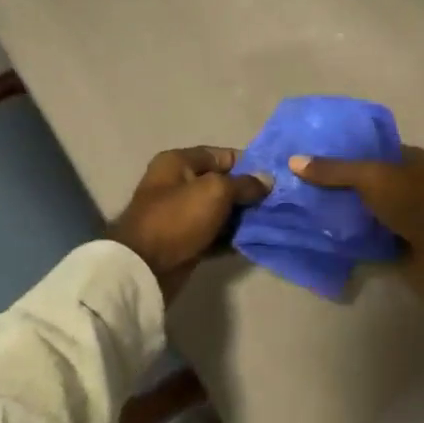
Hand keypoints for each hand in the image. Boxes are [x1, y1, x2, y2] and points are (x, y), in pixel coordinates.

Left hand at [110, 147, 270, 302]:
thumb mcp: (215, 191)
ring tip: (273, 221)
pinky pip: (215, 234)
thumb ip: (244, 183)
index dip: (249, 164)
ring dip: (243, 217)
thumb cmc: (178, 218)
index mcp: (178, 162)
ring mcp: (181, 215)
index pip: (221, 155)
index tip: (275, 177)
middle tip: (278, 202)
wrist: (145, 267)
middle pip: (222, 183)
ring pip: (220, 211)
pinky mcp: (186, 241)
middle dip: (249, 192)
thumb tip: (267, 180)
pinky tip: (256, 241)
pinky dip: (232, 237)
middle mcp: (178, 184)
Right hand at [288, 148, 423, 305]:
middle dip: (333, 185)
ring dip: (338, 213)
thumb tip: (293, 161)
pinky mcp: (398, 246)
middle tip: (294, 186)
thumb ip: (335, 171)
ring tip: (297, 210)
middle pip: (362, 181)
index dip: (339, 152)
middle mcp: (406, 185)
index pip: (368, 150)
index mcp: (409, 159)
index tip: (306, 157)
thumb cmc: (419, 204)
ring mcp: (402, 217)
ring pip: (362, 211)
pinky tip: (317, 235)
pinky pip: (365, 237)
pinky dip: (347, 238)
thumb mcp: (374, 178)